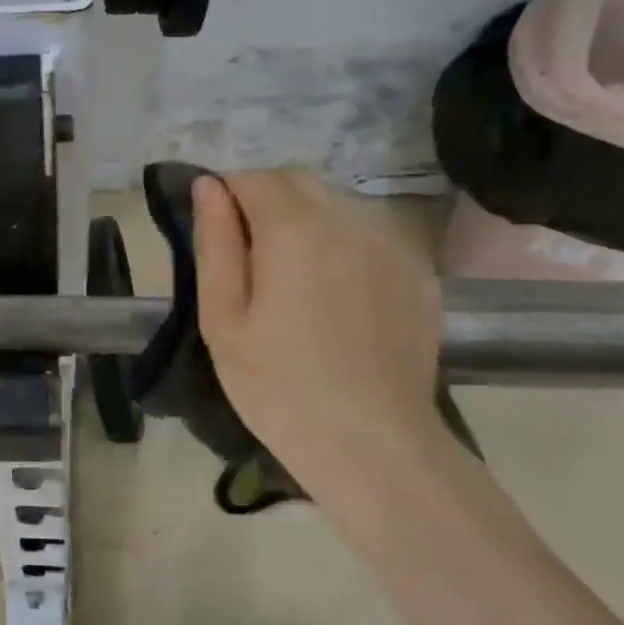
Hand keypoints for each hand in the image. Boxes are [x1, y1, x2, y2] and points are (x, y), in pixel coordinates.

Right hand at [192, 172, 443, 488]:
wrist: (374, 446)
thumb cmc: (279, 387)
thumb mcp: (223, 319)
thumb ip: (215, 243)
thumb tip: (207, 185)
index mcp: (295, 230)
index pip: (254, 178)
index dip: (227, 195)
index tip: (217, 235)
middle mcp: (348, 221)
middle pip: (297, 182)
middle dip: (265, 200)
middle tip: (248, 258)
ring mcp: (390, 246)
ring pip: (335, 205)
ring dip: (304, 221)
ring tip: (292, 280)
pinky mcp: (416, 273)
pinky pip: (367, 236)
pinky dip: (341, 245)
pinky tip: (334, 297)